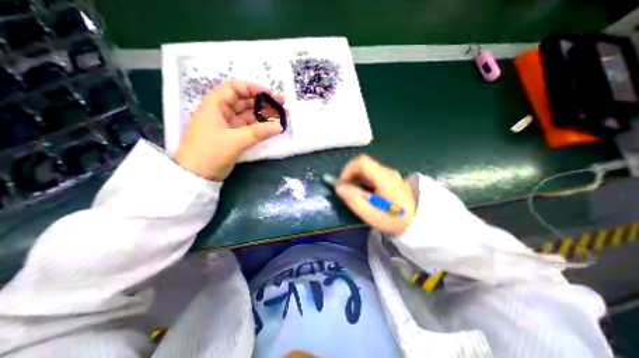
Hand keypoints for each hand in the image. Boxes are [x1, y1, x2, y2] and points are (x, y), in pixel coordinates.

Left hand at [174, 82, 284, 179]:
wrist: (196, 175)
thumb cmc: (210, 153)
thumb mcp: (235, 141)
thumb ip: (259, 132)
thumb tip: (279, 126)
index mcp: (214, 106)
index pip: (234, 89)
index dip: (252, 88)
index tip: (269, 94)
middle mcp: (220, 113)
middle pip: (243, 102)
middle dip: (262, 102)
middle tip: (281, 105)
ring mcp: (227, 126)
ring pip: (247, 115)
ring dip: (263, 115)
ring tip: (280, 116)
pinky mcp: (232, 137)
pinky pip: (248, 128)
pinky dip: (259, 127)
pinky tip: (271, 127)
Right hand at [337, 153, 416, 234]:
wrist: (421, 222)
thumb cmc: (396, 221)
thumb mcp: (373, 216)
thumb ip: (355, 201)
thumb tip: (339, 187)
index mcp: (384, 178)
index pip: (362, 162)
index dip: (347, 170)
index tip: (342, 184)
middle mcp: (387, 172)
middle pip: (363, 165)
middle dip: (350, 175)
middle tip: (346, 191)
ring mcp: (390, 174)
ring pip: (366, 170)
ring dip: (356, 179)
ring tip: (354, 195)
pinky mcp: (390, 179)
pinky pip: (371, 175)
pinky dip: (363, 181)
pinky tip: (365, 194)